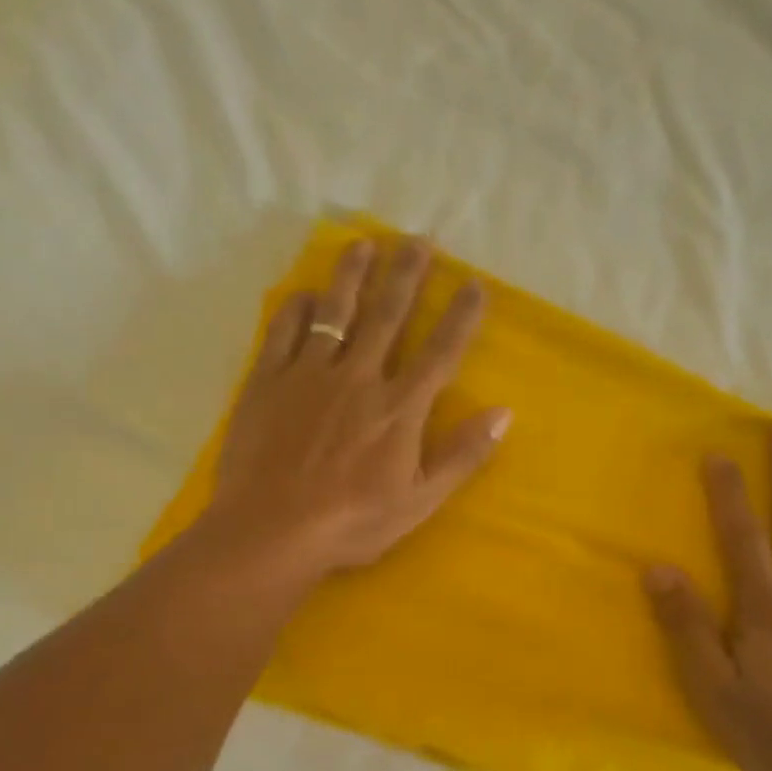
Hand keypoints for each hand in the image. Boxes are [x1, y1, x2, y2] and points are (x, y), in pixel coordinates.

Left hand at [202, 237, 509, 578]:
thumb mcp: (420, 502)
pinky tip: (306, 293)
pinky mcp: (267, 382)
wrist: (271, 531)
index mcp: (399, 409)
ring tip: (363, 244)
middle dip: (407, 275)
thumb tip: (503, 413)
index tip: (474, 283)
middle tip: (419, 240)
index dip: (460, 316)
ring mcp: (309, 375)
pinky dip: (297, 308)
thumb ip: (462, 456)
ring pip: (336, 312)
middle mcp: (359, 378)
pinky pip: (283, 331)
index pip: (439, 352)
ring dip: (352, 275)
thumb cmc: (352, 523)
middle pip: (388, 315)